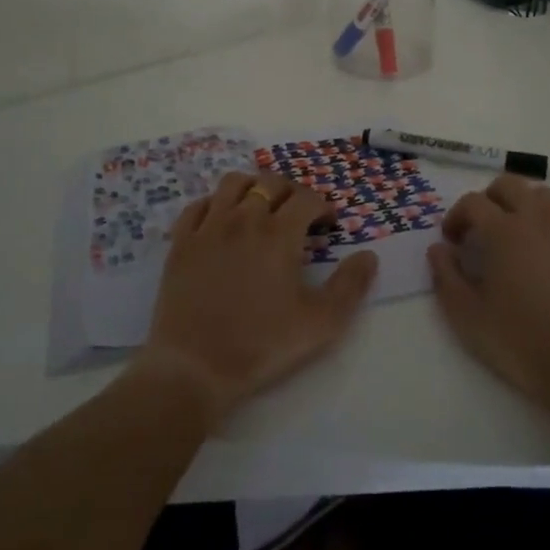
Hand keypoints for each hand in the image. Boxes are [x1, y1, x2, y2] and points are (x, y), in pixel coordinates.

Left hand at [136, 171, 377, 427]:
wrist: (195, 366)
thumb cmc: (262, 345)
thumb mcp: (321, 324)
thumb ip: (350, 286)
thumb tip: (368, 256)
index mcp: (279, 234)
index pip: (306, 198)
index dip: (323, 205)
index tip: (328, 224)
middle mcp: (243, 218)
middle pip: (270, 183)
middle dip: (292, 191)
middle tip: (299, 213)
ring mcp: (208, 227)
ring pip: (232, 183)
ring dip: (253, 186)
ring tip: (261, 206)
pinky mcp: (181, 242)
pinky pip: (197, 205)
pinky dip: (214, 204)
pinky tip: (221, 221)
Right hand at [427, 174, 549, 429]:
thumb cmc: (522, 342)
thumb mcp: (468, 317)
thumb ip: (446, 276)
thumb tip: (439, 249)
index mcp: (504, 230)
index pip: (473, 202)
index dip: (456, 216)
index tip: (451, 241)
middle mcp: (537, 220)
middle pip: (509, 185)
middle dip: (488, 199)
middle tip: (479, 230)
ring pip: (541, 195)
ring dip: (521, 204)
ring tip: (512, 235)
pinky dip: (546, 224)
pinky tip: (543, 257)